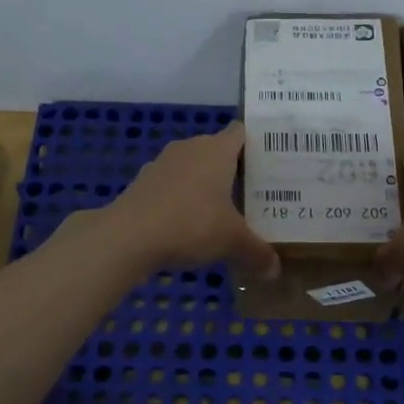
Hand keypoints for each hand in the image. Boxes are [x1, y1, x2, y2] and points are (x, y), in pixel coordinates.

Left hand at [98, 124, 280, 277]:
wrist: (128, 237)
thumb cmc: (191, 225)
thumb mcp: (232, 242)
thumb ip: (257, 252)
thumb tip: (275, 270)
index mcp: (217, 150)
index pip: (241, 132)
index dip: (257, 145)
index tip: (271, 164)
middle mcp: (190, 148)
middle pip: (217, 150)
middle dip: (234, 170)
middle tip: (255, 194)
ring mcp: (162, 163)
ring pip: (192, 168)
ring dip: (205, 185)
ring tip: (223, 211)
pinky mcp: (142, 183)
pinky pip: (171, 186)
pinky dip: (180, 200)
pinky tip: (187, 225)